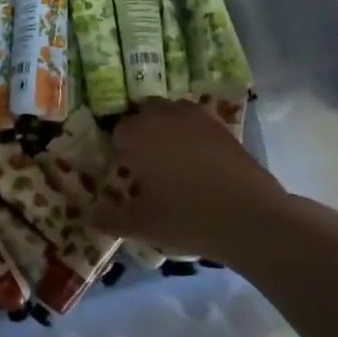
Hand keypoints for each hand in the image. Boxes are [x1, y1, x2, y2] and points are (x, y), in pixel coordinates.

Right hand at [91, 99, 286, 261]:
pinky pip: (198, 121)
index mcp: (136, 135)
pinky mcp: (222, 125)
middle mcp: (163, 116)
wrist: (249, 216)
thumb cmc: (186, 217)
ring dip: (167, 127)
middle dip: (142, 132)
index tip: (127, 173)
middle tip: (148, 164)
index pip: (117, 133)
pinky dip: (193, 133)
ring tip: (174, 158)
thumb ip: (110, 219)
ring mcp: (196, 117)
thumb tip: (88, 217)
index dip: (120, 152)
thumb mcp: (142, 224)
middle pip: (143, 114)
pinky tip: (200, 160)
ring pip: (172, 112)